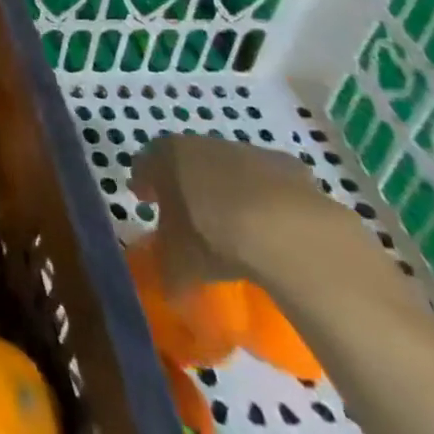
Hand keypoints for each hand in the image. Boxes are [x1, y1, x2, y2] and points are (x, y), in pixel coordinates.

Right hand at [131, 132, 359, 293]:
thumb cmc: (215, 238)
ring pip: (227, 168)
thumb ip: (168, 270)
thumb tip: (170, 289)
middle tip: (187, 214)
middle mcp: (201, 144)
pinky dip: (265, 199)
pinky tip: (273, 228)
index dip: (144, 184)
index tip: (146, 202)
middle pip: (186, 161)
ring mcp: (246, 151)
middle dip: (184, 185)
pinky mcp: (287, 165)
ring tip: (235, 226)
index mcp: (166, 157)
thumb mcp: (180, 264)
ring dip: (226, 190)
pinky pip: (267, 182)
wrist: (288, 232)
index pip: (144, 164)